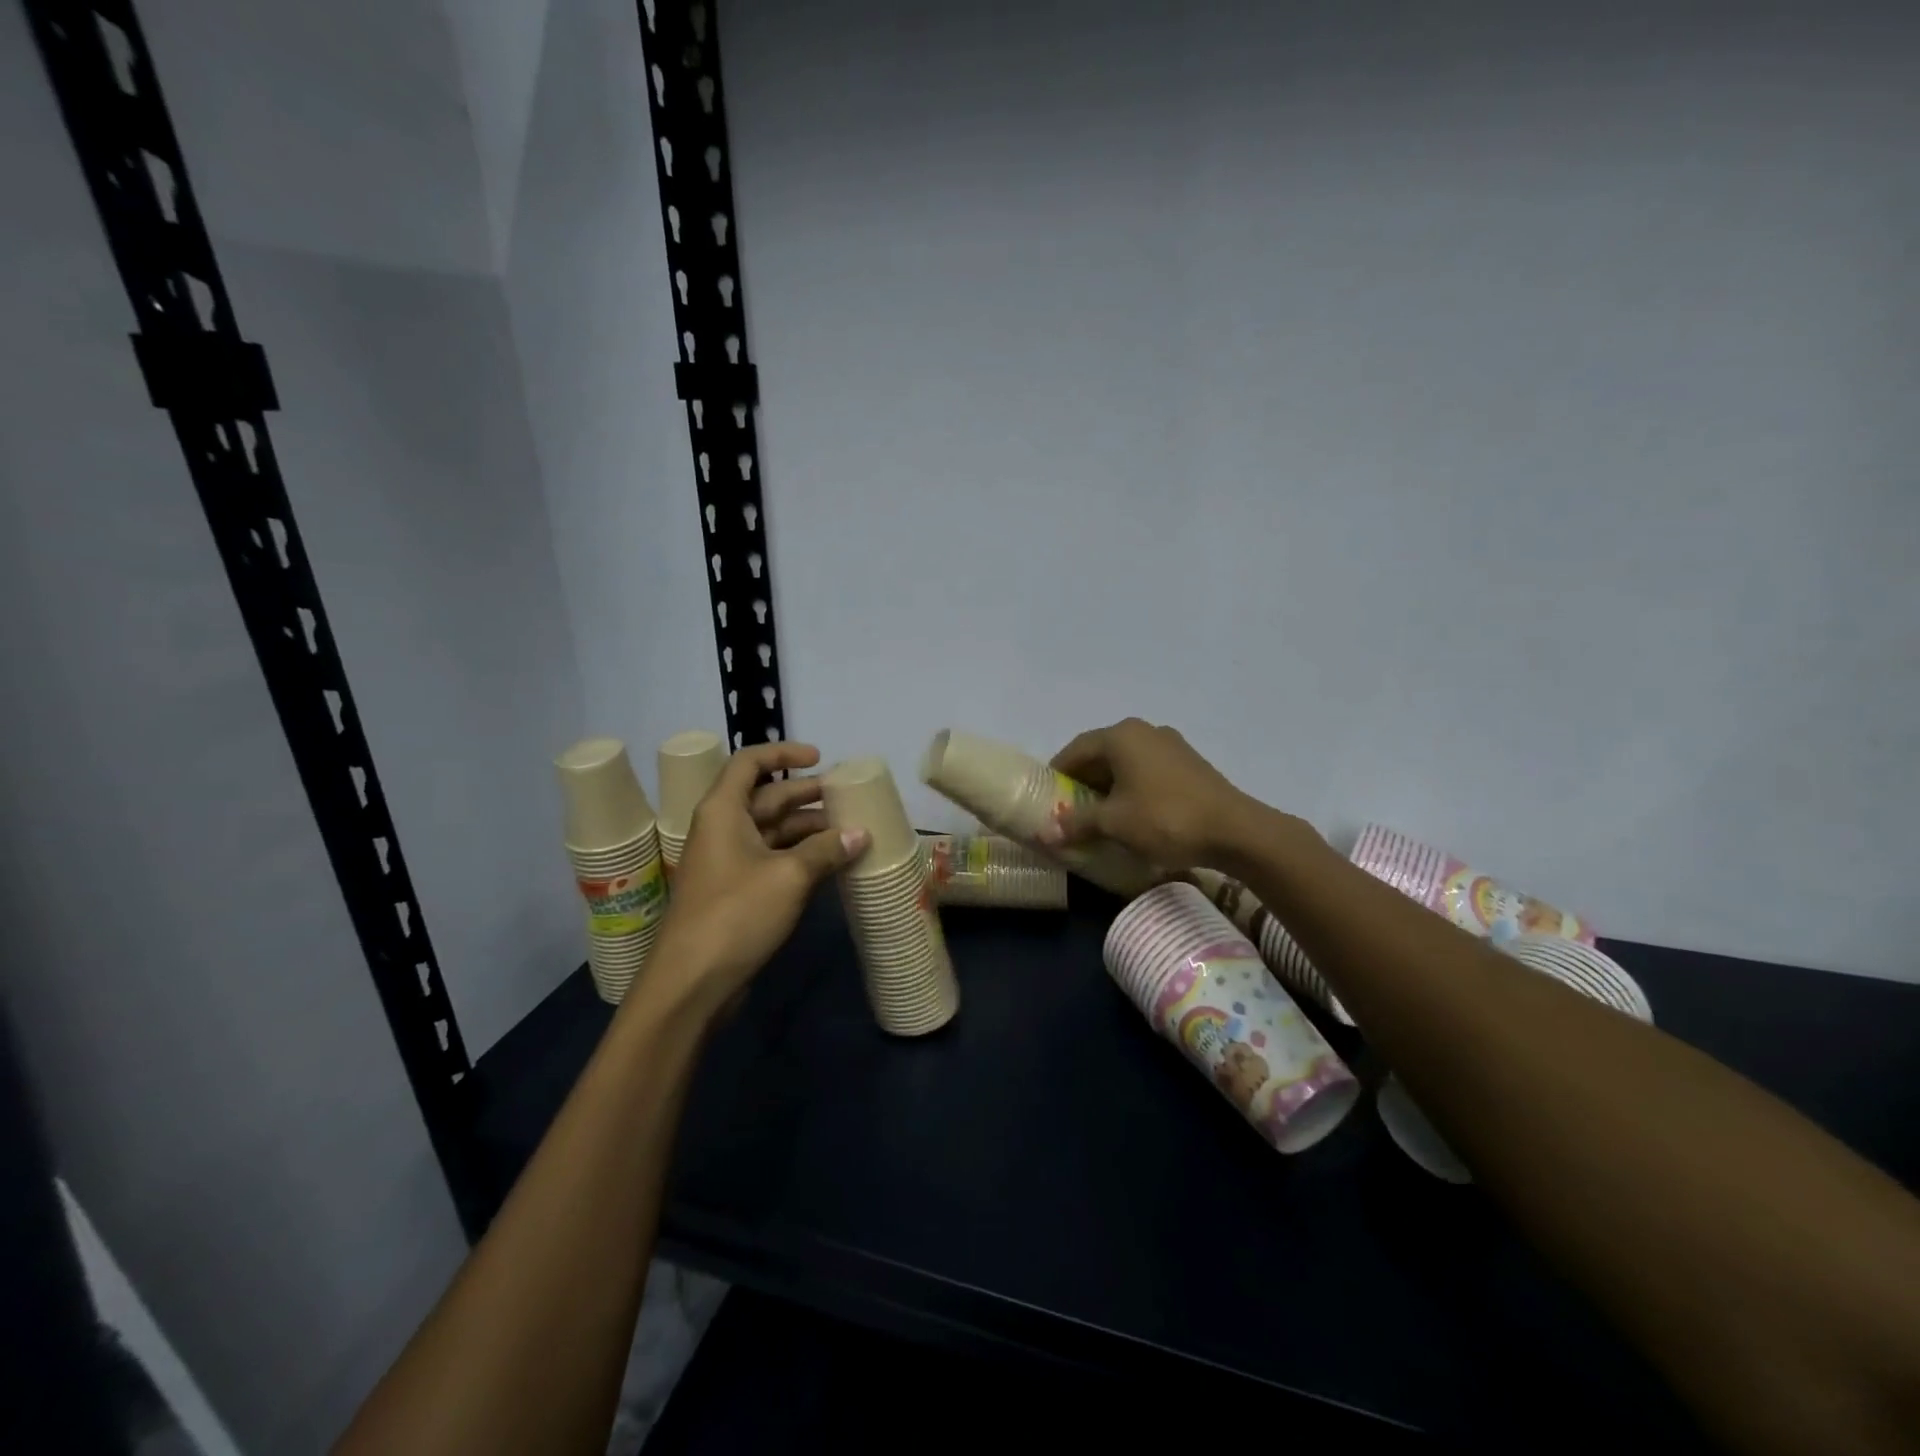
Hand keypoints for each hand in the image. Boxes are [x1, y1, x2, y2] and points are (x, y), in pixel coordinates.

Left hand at [636, 742, 866, 1021]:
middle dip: (806, 795)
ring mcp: (728, 862)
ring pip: (773, 831)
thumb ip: (826, 850)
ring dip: (808, 829)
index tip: (819, 758)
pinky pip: (773, 860)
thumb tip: (860, 834)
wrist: (692, 983)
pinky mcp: (736, 892)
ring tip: (849, 831)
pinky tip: (832, 863)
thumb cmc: (735, 914)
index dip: (783, 752)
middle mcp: (722, 829)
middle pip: (766, 797)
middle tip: (846, 798)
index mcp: (723, 811)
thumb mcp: (789, 876)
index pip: (750, 763)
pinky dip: (801, 857)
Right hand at [1039, 718, 1256, 870]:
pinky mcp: (1189, 763)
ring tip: (1099, 815)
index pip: (1076, 749)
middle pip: (1101, 753)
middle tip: (1070, 809)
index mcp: (1121, 736)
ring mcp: (1171, 745)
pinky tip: (1132, 813)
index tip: (1047, 797)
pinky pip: (1147, 770)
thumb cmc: (1164, 818)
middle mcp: (1144, 731)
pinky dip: (1132, 787)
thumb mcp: (1114, 823)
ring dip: (1108, 785)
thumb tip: (1047, 832)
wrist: (1235, 830)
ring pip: (1126, 762)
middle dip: (1083, 780)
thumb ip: (1078, 822)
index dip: (1058, 773)